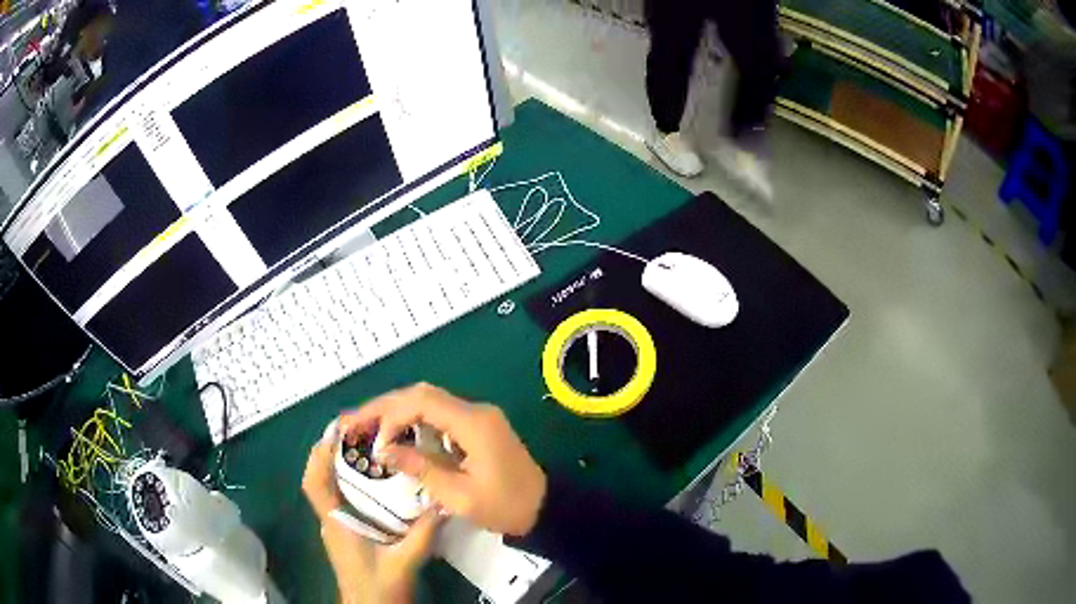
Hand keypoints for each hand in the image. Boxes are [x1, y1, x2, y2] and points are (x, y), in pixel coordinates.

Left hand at [303, 420, 440, 603]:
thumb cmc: (380, 587)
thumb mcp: (404, 561)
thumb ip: (423, 534)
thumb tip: (442, 502)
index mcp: (337, 523)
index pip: (315, 483)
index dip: (319, 455)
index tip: (335, 430)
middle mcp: (332, 520)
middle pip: (320, 479)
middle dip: (331, 452)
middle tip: (359, 431)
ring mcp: (338, 527)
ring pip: (330, 488)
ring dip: (339, 466)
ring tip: (367, 447)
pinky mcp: (348, 533)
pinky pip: (342, 499)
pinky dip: (350, 483)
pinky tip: (375, 480)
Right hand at [341, 383, 546, 536]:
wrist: (544, 509)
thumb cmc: (504, 507)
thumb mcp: (459, 496)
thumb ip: (420, 468)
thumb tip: (384, 451)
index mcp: (473, 423)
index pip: (421, 402)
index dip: (391, 416)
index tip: (375, 442)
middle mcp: (475, 411)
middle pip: (421, 395)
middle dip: (385, 407)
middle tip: (354, 422)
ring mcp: (478, 417)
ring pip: (428, 401)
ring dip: (397, 411)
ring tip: (367, 426)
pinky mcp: (478, 427)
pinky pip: (439, 415)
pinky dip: (413, 421)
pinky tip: (395, 435)